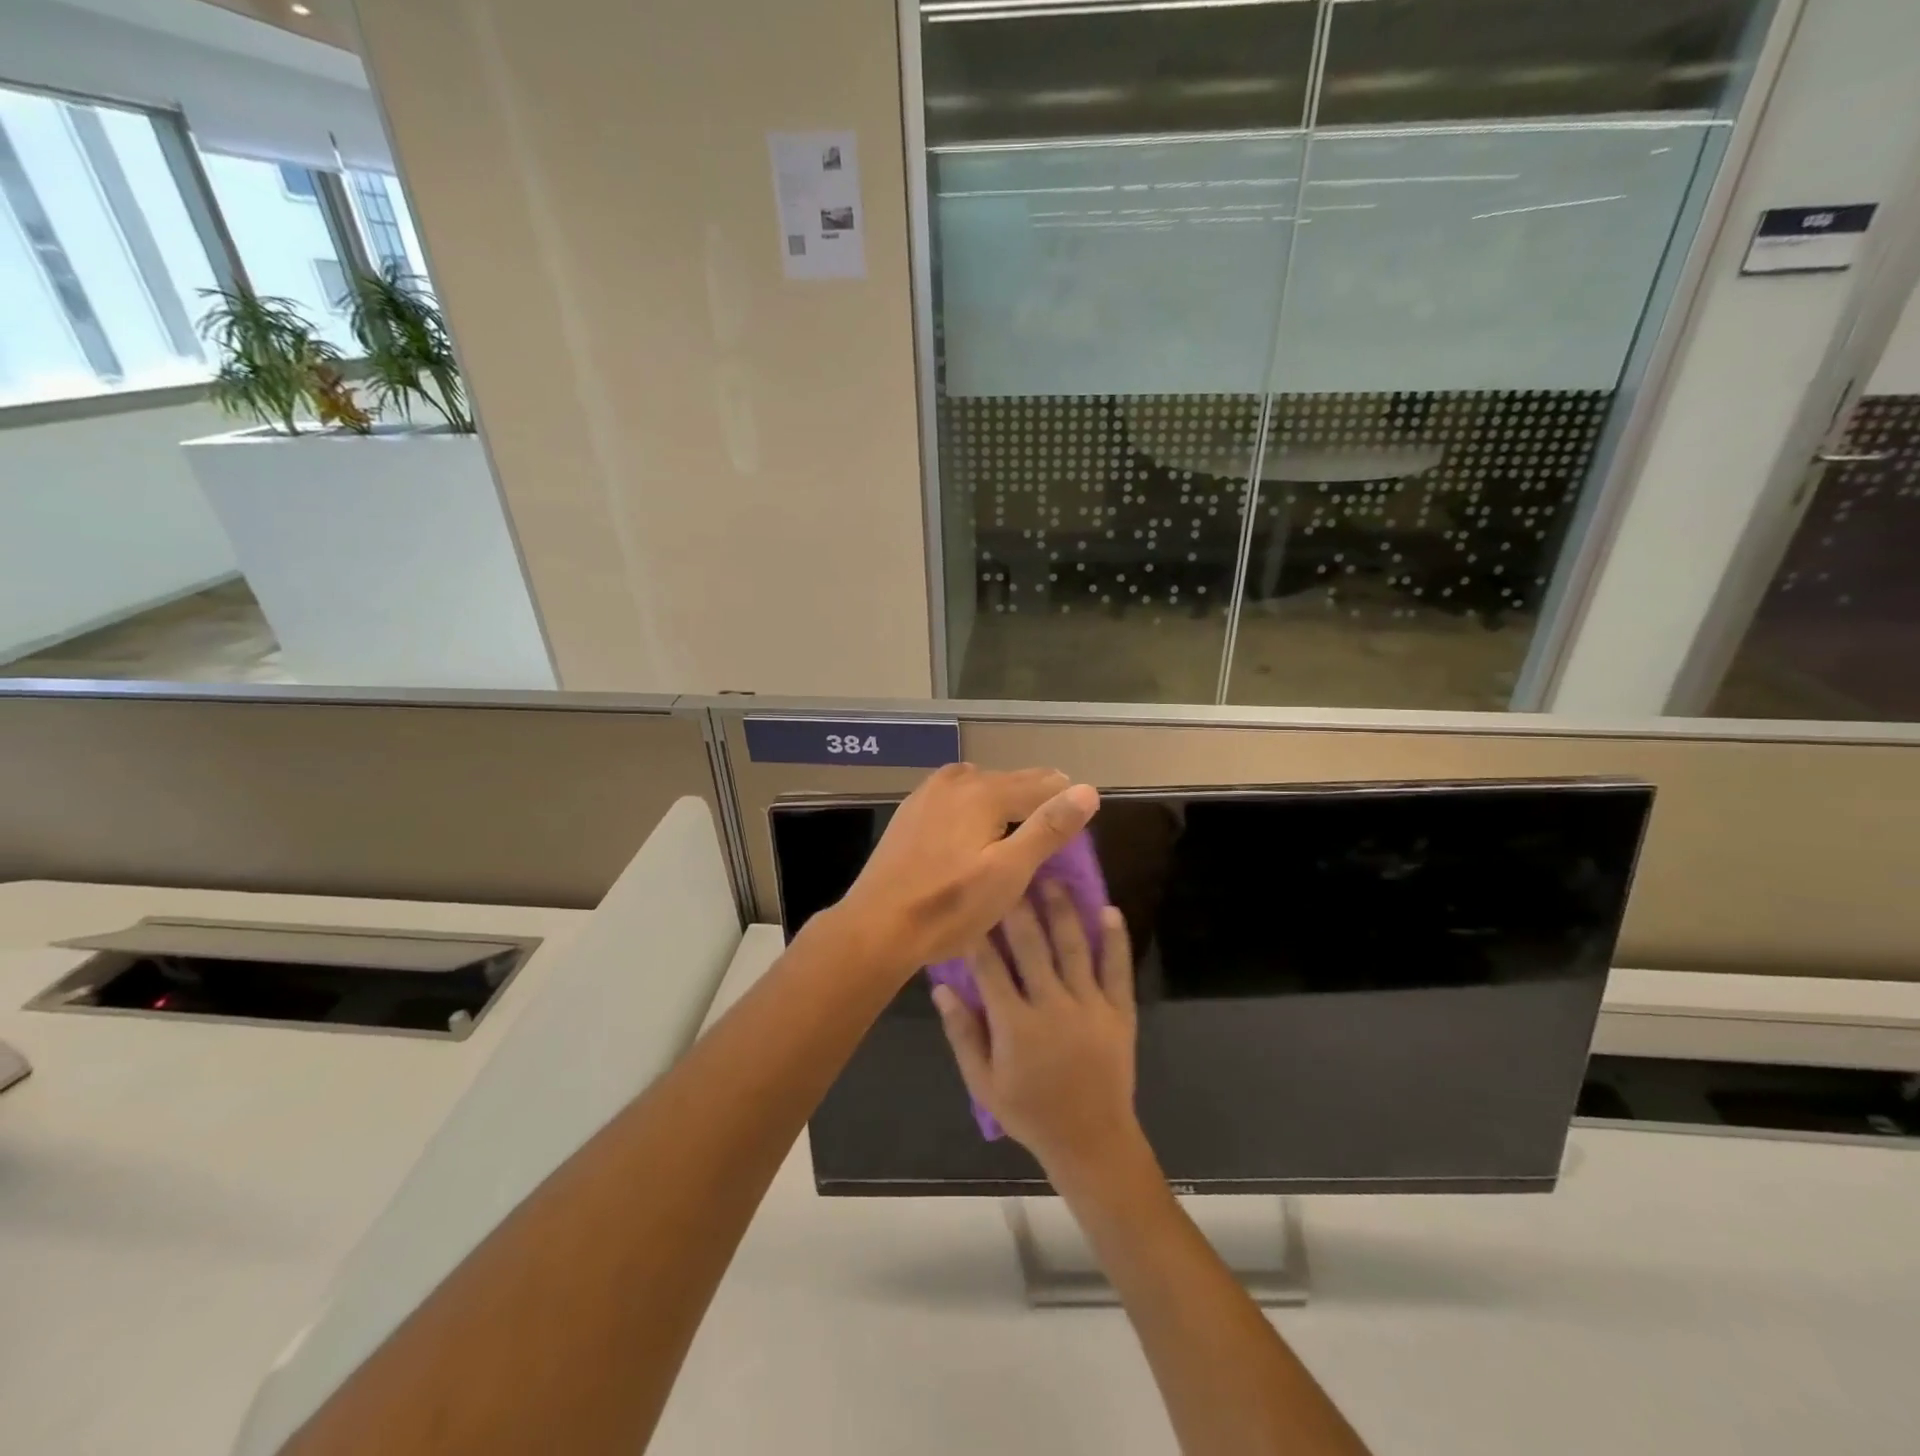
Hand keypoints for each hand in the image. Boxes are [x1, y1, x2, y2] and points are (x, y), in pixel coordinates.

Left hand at [832, 764, 1098, 980]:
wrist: (877, 926)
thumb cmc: (949, 906)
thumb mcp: (1009, 872)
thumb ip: (1048, 829)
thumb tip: (1088, 790)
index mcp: (984, 793)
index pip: (1038, 784)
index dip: (1063, 794)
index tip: (1082, 803)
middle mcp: (955, 782)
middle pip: (1008, 779)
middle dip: (1035, 791)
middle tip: (1057, 805)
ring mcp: (927, 795)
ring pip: (977, 783)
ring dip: (1002, 792)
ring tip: (1018, 810)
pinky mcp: (909, 814)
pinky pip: (952, 793)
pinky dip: (972, 799)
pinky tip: (970, 818)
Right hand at [932, 881, 1141, 1179]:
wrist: (1091, 1141)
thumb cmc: (1030, 1113)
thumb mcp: (983, 1083)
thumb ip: (962, 1034)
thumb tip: (940, 990)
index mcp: (1015, 1025)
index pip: (989, 967)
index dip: (978, 932)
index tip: (971, 902)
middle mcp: (1052, 1007)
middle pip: (1031, 946)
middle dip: (1018, 907)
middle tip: (1011, 873)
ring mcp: (1090, 1007)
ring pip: (1073, 948)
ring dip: (1062, 911)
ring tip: (1052, 879)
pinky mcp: (1120, 1012)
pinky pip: (1118, 970)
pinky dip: (1115, 940)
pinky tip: (1109, 910)